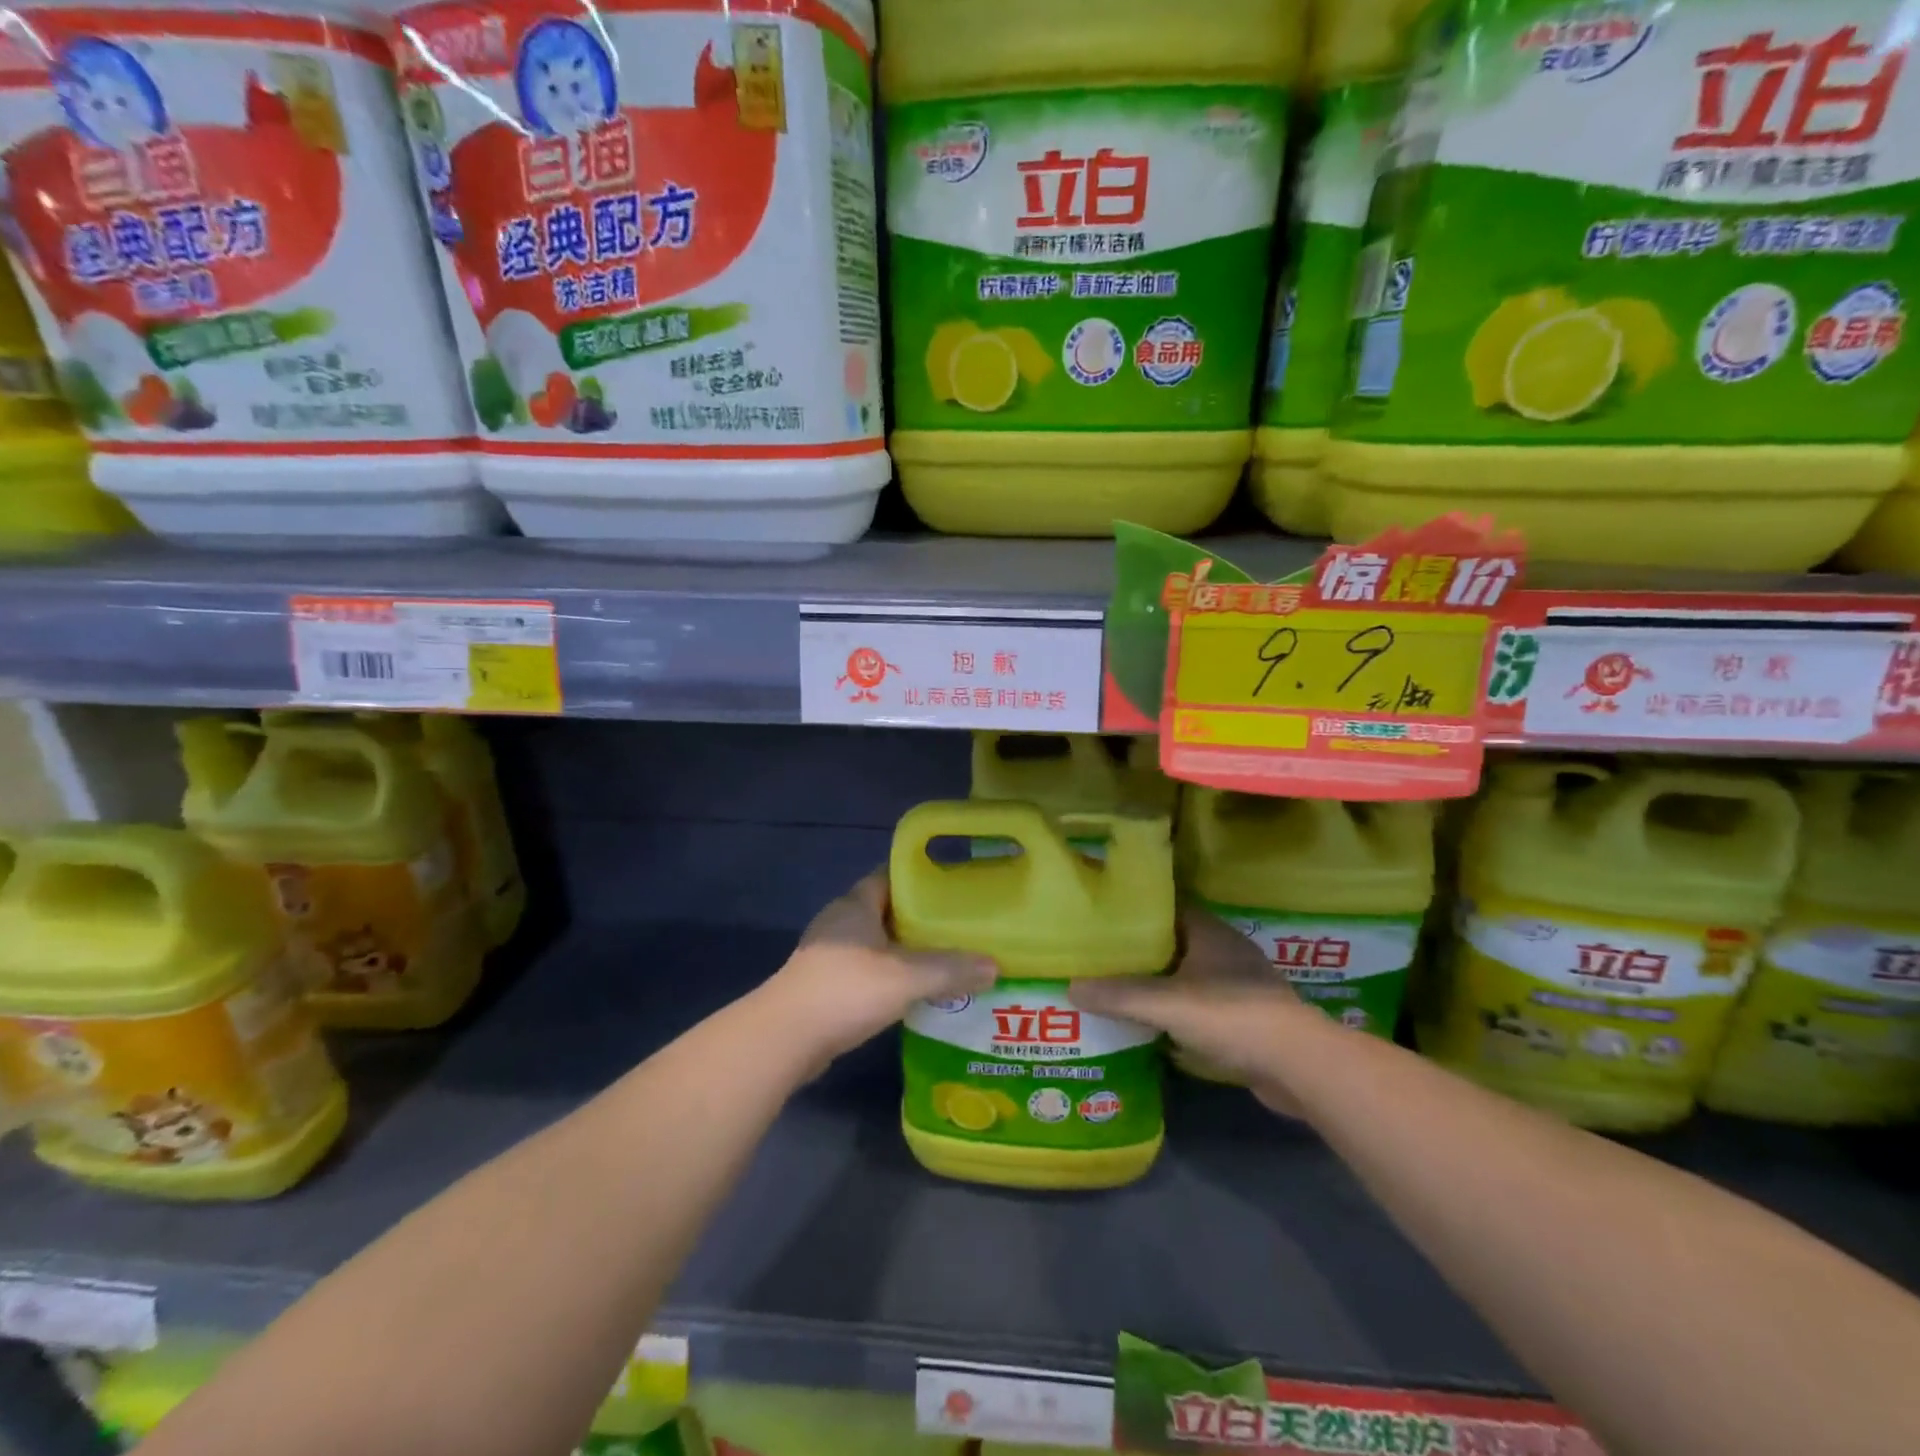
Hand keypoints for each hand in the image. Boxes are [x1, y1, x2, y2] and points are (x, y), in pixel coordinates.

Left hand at [763, 870, 997, 1071]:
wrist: (784, 1039)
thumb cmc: (845, 991)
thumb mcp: (906, 978)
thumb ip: (950, 970)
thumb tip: (994, 966)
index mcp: (855, 905)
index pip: (889, 877)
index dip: (919, 880)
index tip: (952, 888)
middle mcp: (839, 923)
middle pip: (885, 911)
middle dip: (918, 919)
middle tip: (957, 928)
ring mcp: (828, 955)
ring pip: (875, 944)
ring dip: (903, 951)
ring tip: (943, 962)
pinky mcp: (824, 986)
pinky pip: (865, 971)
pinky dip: (888, 977)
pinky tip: (913, 994)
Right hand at [1070, 904, 1314, 1114]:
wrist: (1299, 1066)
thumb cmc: (1232, 1016)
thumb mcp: (1166, 1003)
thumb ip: (1119, 995)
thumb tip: (1070, 987)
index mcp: (1210, 932)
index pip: (1167, 909)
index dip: (1135, 912)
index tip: (1103, 920)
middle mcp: (1226, 952)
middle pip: (1175, 944)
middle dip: (1142, 952)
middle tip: (1102, 958)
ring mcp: (1240, 987)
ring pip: (1188, 977)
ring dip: (1161, 984)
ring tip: (1120, 991)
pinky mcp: (1247, 1020)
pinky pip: (1202, 1008)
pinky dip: (1179, 1013)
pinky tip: (1154, 1026)